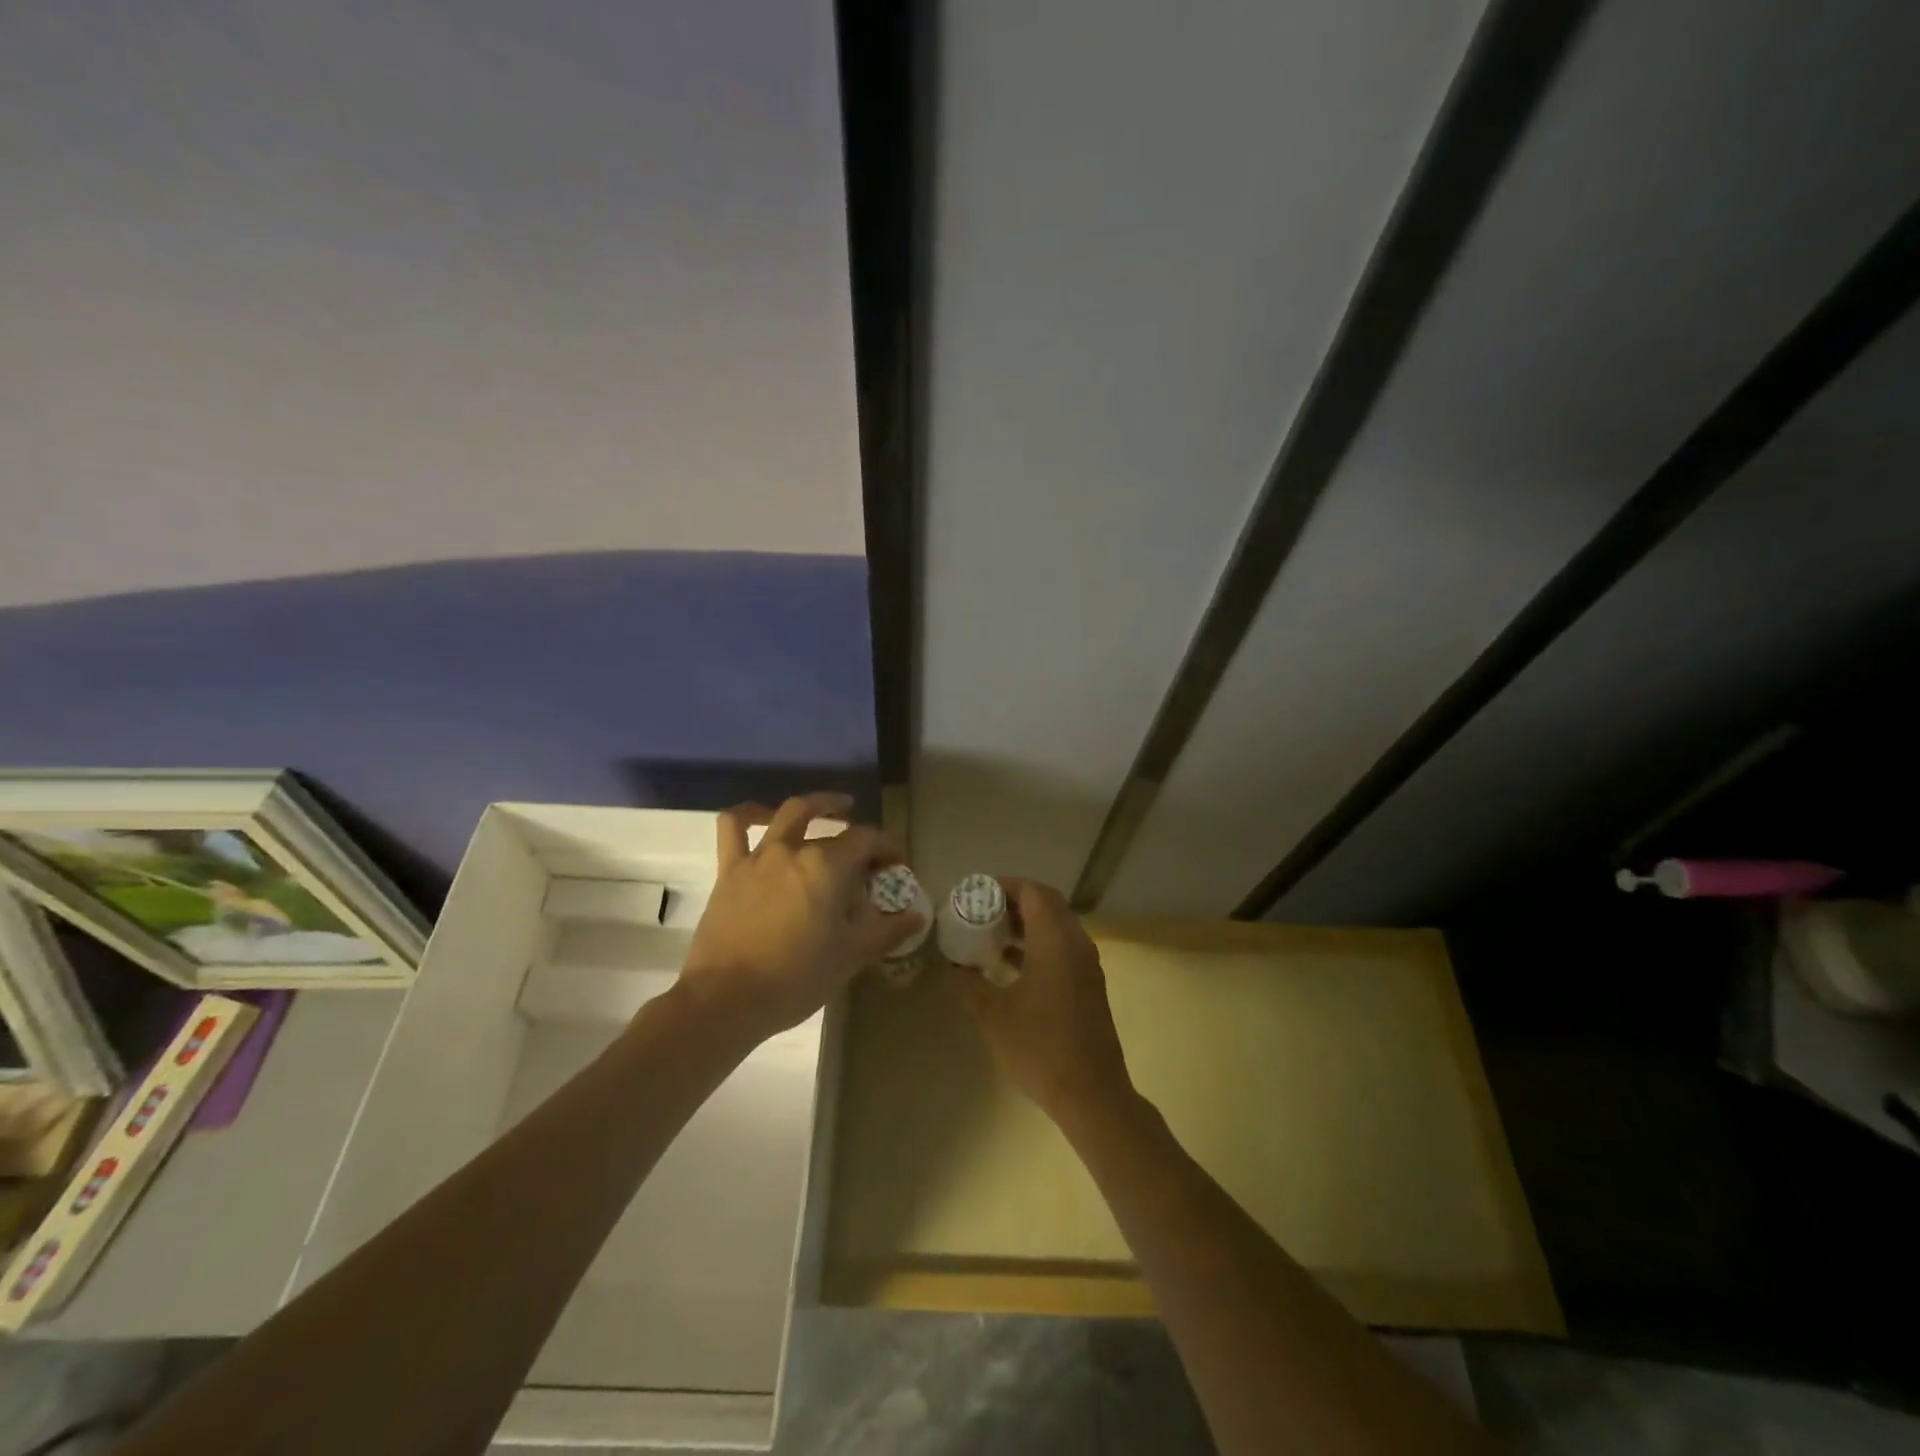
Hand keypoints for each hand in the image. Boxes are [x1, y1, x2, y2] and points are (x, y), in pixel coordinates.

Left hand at [679, 793, 921, 1039]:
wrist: (727, 999)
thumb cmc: (797, 977)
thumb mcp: (851, 956)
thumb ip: (887, 931)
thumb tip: (917, 916)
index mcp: (828, 866)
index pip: (868, 840)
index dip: (887, 847)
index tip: (897, 864)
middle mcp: (795, 849)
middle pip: (834, 830)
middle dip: (858, 837)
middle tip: (868, 855)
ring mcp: (759, 856)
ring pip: (789, 813)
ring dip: (815, 805)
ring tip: (832, 808)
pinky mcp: (729, 870)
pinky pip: (734, 827)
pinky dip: (750, 813)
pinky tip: (764, 816)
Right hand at [951, 877, 1135, 1131]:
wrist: (1092, 1093)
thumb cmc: (1039, 1048)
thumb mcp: (993, 1015)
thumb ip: (969, 984)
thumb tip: (951, 966)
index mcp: (1055, 941)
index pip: (1033, 892)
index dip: (1004, 885)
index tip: (976, 894)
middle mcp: (1076, 943)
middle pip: (1048, 903)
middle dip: (1015, 901)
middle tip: (982, 911)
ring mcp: (1087, 965)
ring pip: (1057, 926)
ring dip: (1027, 923)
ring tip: (991, 934)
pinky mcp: (1089, 984)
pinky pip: (1063, 947)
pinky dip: (1039, 944)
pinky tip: (1011, 965)